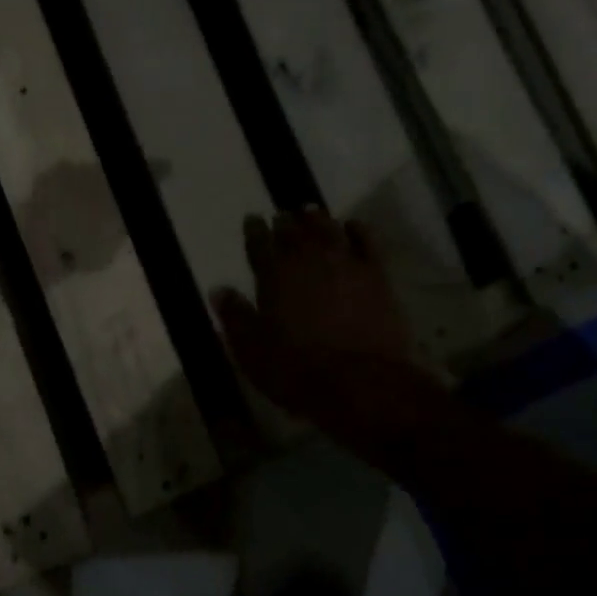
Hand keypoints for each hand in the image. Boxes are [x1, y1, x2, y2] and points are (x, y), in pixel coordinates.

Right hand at [212, 210, 437, 439]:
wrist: (359, 382)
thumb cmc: (295, 369)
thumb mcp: (251, 350)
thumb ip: (235, 317)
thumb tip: (219, 290)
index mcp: (273, 275)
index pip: (259, 243)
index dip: (254, 230)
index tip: (253, 219)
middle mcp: (307, 260)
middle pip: (293, 232)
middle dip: (284, 222)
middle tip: (281, 216)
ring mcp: (345, 263)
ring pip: (328, 229)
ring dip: (317, 220)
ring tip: (311, 213)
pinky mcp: (377, 275)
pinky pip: (367, 241)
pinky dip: (357, 229)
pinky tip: (352, 226)